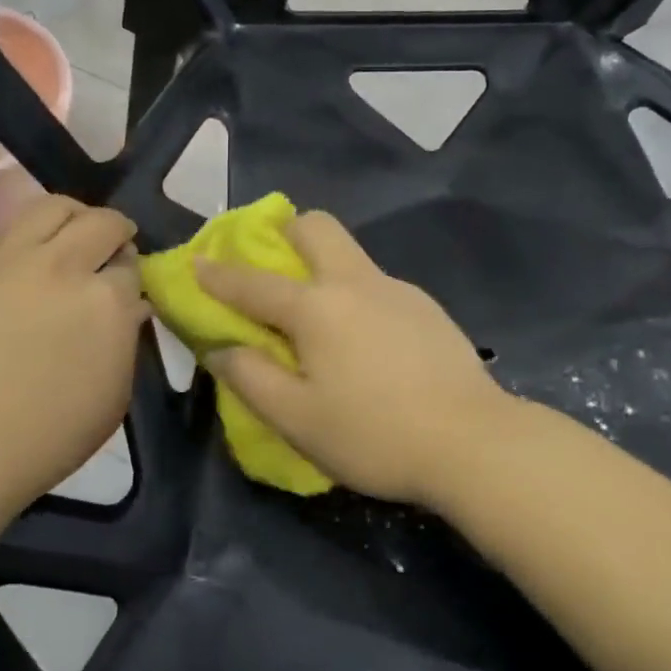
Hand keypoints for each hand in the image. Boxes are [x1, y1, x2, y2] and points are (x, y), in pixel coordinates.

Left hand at [0, 195, 148, 514]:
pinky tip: (8, 268)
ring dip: (71, 217)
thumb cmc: (42, 440)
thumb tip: (127, 309)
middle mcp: (64, 266)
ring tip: (67, 235)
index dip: (130, 273)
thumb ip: (125, 344)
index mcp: (108, 302)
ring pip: (50, 207)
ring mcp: (8, 260)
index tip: (125, 285)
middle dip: (114, 230)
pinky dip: (11, 244)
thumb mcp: (111, 400)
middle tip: (109, 247)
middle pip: (101, 222)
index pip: (131, 265)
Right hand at [196, 211, 515, 506]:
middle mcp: (356, 282)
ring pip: (351, 254)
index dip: (219, 274)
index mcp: (317, 307)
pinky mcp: (427, 308)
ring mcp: (398, 290)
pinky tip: (366, 343)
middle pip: (317, 227)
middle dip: (286, 233)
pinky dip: (355, 295)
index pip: (254, 283)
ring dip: (323, 265)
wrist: (474, 442)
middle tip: (272, 267)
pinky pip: (377, 284)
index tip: (196, 261)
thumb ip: (252, 379)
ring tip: (319, 319)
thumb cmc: (374, 434)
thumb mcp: (297, 419)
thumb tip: (222, 349)